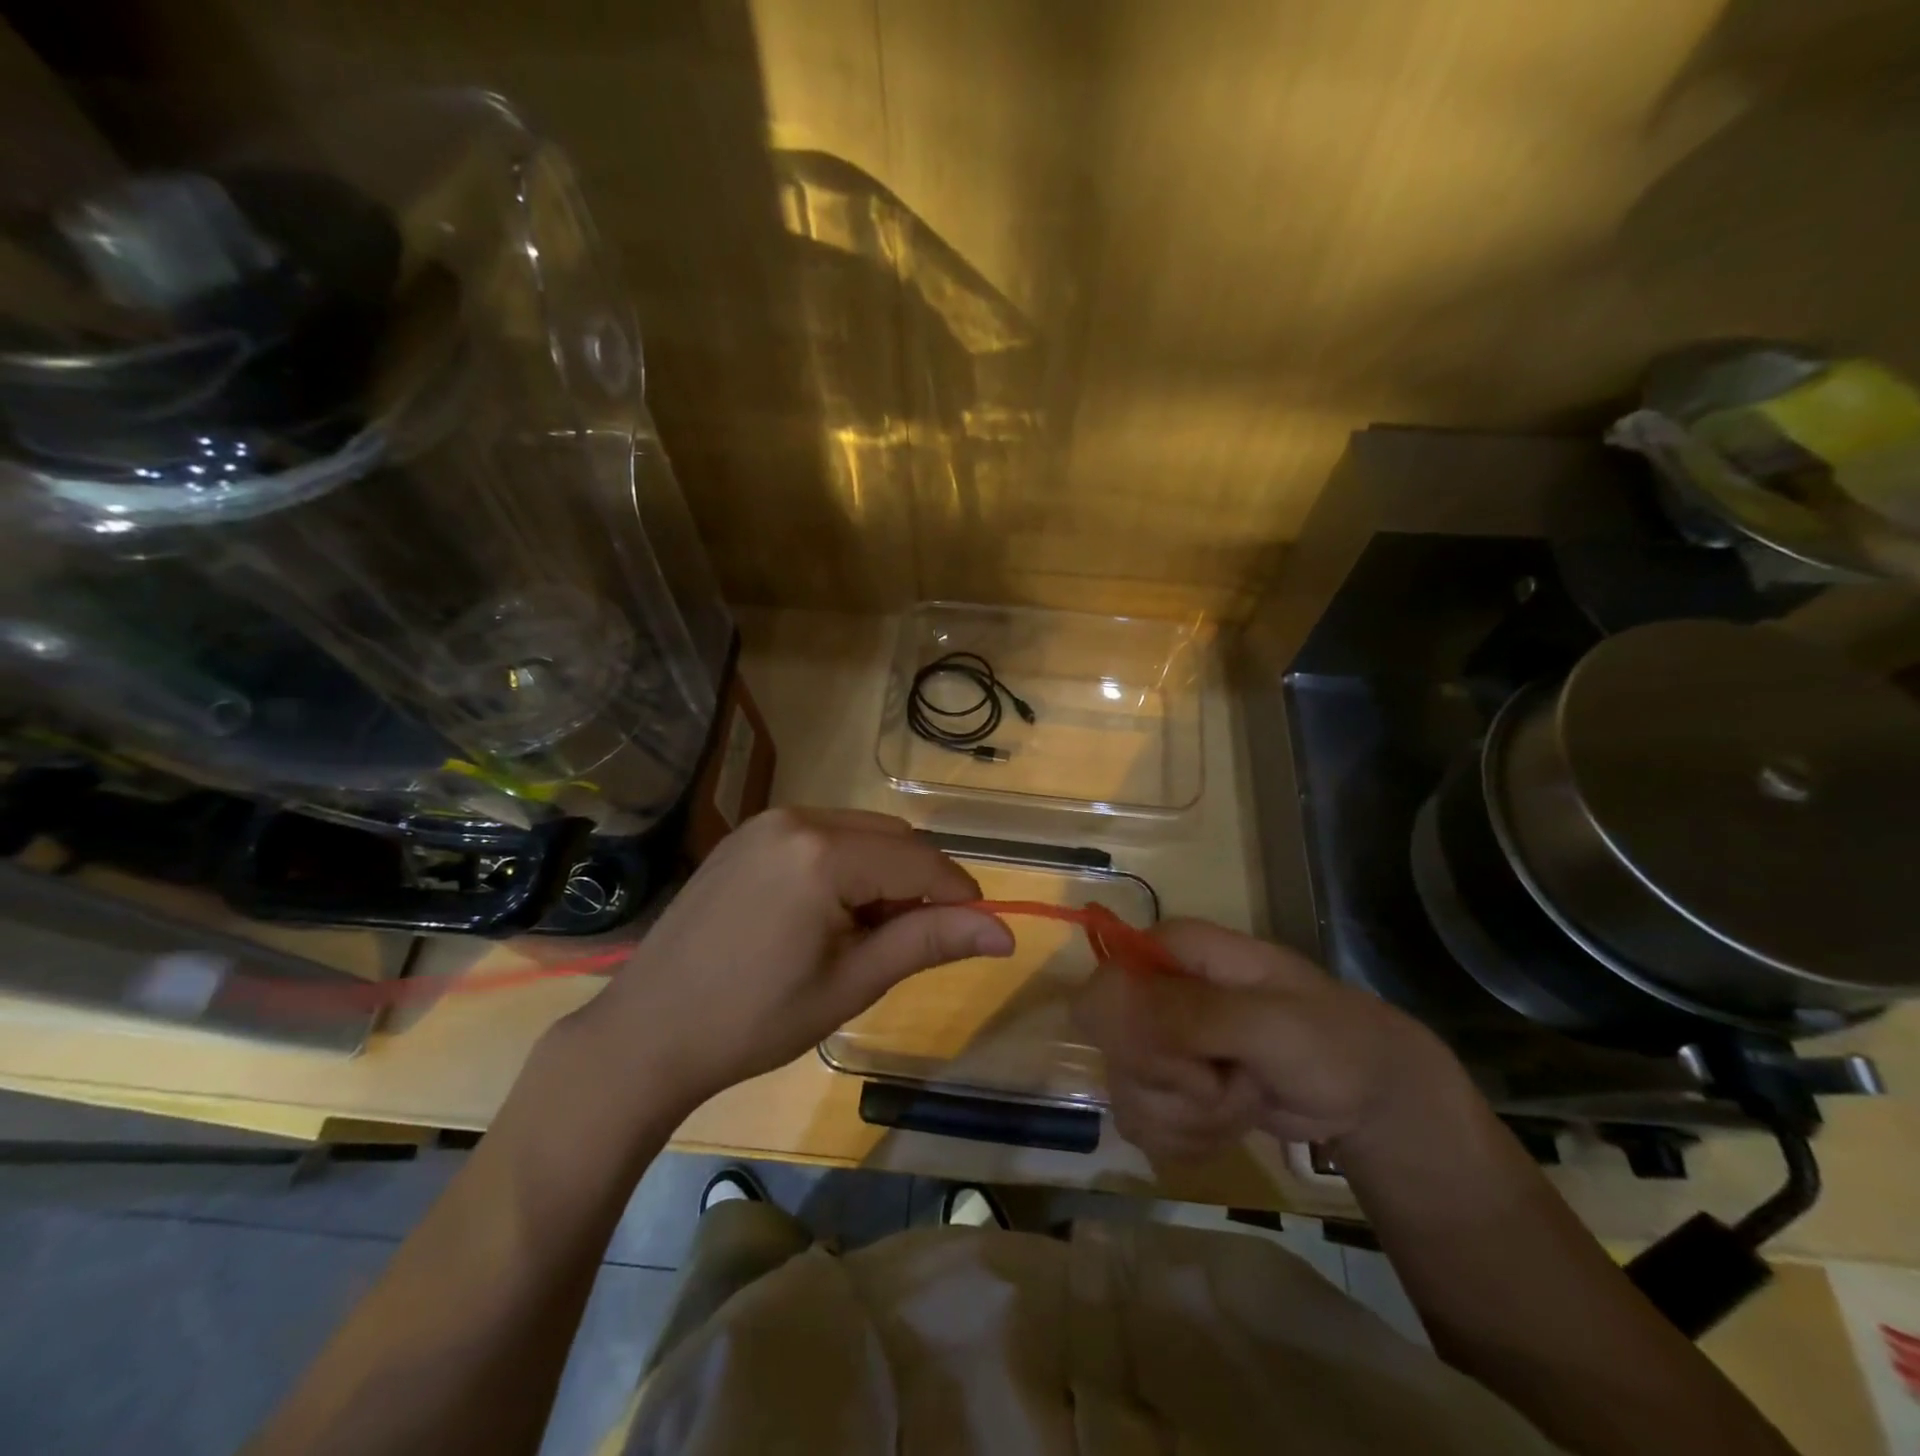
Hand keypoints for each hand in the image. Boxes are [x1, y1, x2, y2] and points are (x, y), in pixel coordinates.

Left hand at [564, 808, 1011, 1110]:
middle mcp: (798, 818)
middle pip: (892, 838)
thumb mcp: (852, 982)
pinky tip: (830, 912)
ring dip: (884, 873)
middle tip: (913, 941)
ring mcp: (767, 822)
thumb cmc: (754, 1020)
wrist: (647, 1033)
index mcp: (823, 853)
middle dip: (919, 883)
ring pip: (860, 833)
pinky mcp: (748, 835)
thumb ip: (929, 942)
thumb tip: (1005, 933)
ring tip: (869, 932)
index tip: (979, 932)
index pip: (920, 862)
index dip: (959, 894)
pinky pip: (822, 835)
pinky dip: (846, 864)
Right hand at [1072, 918, 1461, 1161]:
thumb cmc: (1328, 1039)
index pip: (1105, 987)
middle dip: (1176, 1085)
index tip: (1191, 1061)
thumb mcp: (1268, 1023)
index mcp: (1170, 952)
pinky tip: (1226, 1126)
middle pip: (1114, 1048)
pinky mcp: (1164, 1087)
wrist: (1365, 1093)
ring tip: (1241, 1099)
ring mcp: (1156, 1040)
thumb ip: (1191, 1013)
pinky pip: (1141, 1124)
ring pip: (1127, 1092)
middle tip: (1231, 1079)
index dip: (1135, 1034)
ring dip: (1189, 1117)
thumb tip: (1103, 1001)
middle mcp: (1152, 990)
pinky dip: (1187, 1139)